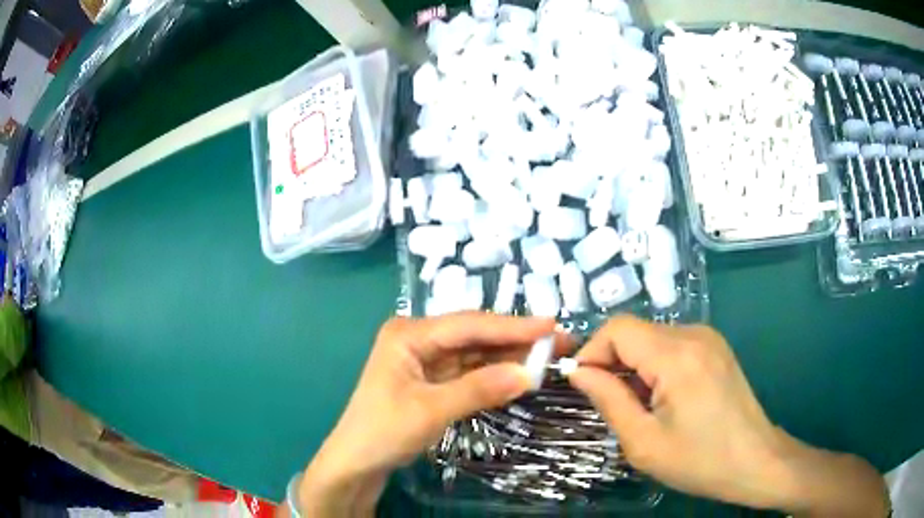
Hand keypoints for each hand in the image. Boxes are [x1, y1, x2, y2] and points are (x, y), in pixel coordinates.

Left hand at [297, 313, 563, 515]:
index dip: (512, 325)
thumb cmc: (384, 431)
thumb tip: (530, 374)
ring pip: (476, 352)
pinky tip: (521, 372)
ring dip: (509, 356)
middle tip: (559, 340)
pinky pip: (470, 370)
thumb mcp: (432, 410)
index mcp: (410, 334)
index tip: (551, 325)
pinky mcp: (433, 378)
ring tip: (548, 355)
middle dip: (516, 339)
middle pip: (475, 335)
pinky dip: (495, 373)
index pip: (469, 325)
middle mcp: (419, 338)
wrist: (357, 461)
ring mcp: (426, 358)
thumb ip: (480, 389)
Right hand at [568, 315, 794, 508]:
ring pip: (652, 338)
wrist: (755, 460)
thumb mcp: (643, 442)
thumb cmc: (699, 460)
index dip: (591, 352)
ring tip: (639, 406)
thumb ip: (608, 400)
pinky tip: (664, 398)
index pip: (617, 328)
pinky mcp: (716, 348)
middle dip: (612, 362)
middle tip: (610, 404)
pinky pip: (672, 345)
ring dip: (634, 366)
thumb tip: (579, 372)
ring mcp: (709, 338)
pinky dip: (655, 366)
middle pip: (635, 331)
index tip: (583, 386)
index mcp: (676, 355)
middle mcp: (694, 334)